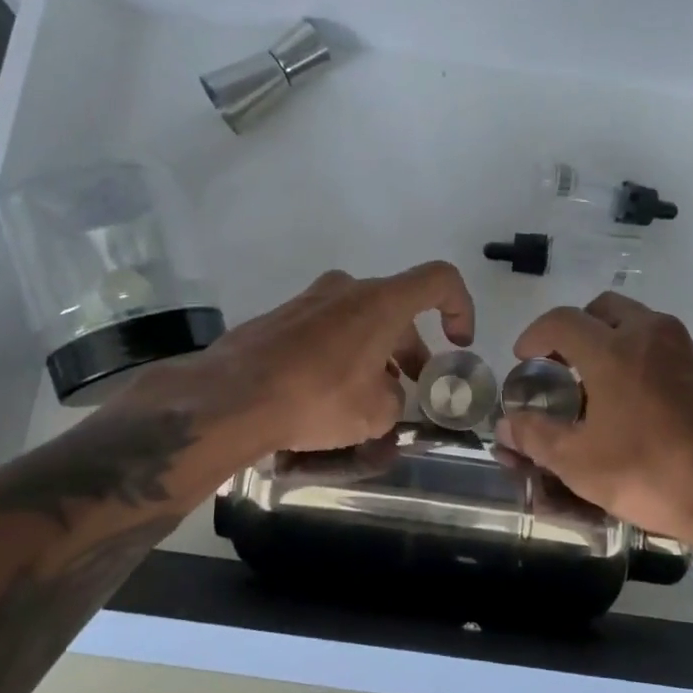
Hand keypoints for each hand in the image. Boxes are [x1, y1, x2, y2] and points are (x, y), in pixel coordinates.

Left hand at [193, 262, 475, 455]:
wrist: (232, 397)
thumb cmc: (317, 398)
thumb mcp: (375, 413)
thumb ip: (395, 399)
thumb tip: (386, 395)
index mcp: (380, 302)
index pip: (439, 280)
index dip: (461, 308)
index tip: (458, 345)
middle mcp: (346, 289)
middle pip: (395, 309)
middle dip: (411, 349)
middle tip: (412, 389)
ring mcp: (308, 300)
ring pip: (358, 320)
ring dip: (375, 353)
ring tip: (369, 399)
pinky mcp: (279, 318)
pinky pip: (325, 331)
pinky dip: (340, 354)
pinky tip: (327, 394)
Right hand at [497, 292, 692, 553]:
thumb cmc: (653, 473)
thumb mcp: (580, 463)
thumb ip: (536, 436)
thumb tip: (507, 424)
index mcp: (613, 349)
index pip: (561, 320)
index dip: (534, 335)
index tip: (524, 359)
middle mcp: (650, 334)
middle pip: (603, 308)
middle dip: (575, 329)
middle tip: (561, 365)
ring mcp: (685, 349)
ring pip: (636, 323)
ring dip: (609, 340)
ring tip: (594, 384)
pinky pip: (661, 345)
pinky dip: (637, 356)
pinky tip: (633, 402)